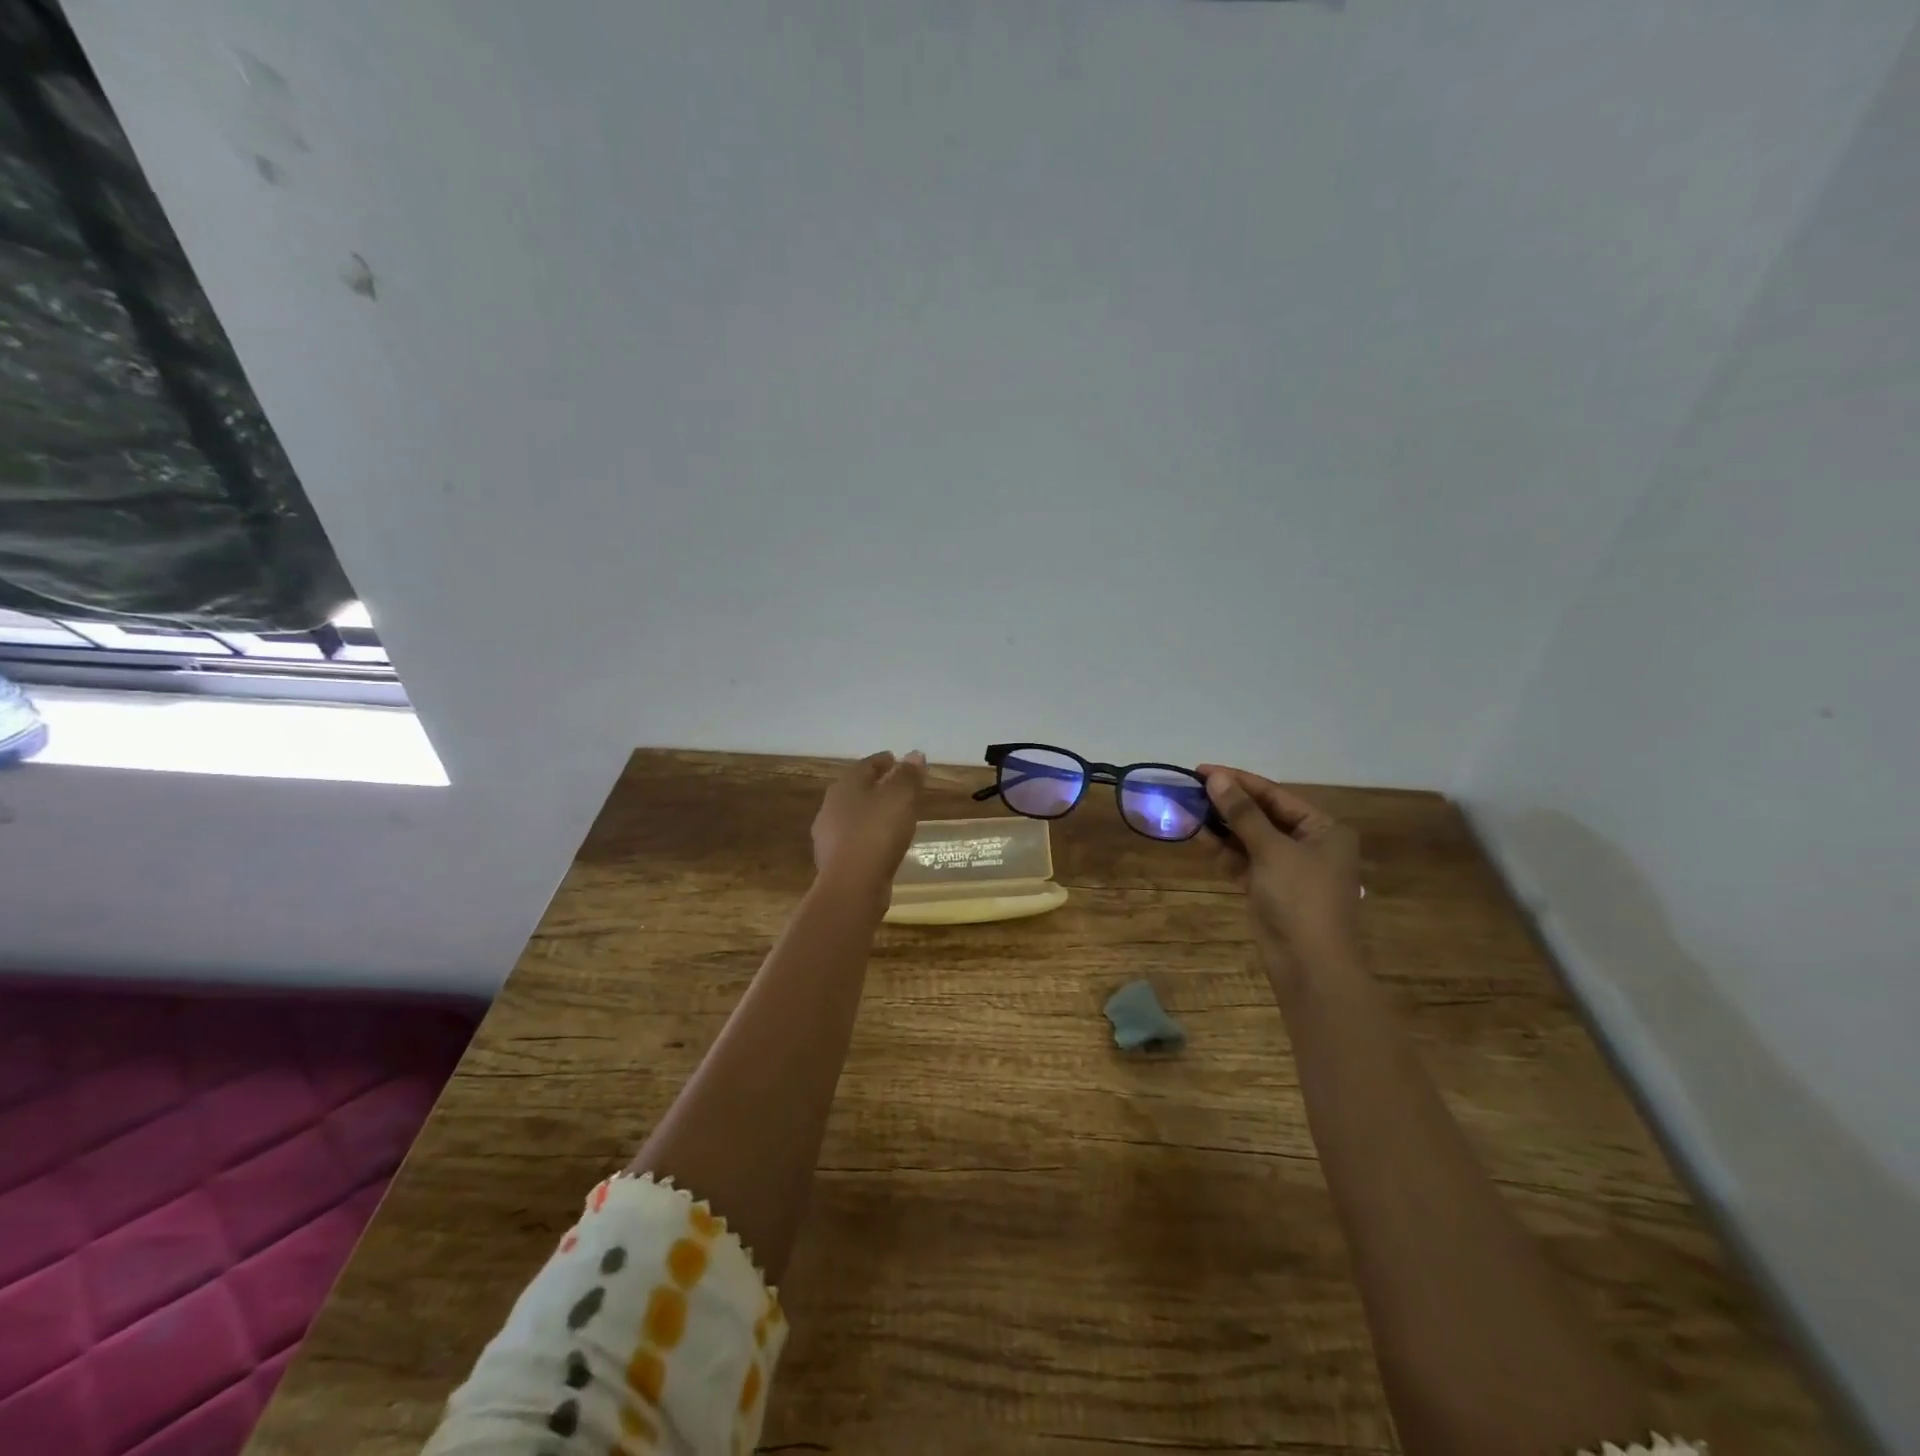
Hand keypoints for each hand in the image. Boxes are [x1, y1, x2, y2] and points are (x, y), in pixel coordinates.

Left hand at [812, 751, 927, 893]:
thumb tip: (915, 754)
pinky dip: (869, 837)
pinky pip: (855, 841)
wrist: (852, 885)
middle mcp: (831, 807)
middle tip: (898, 788)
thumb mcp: (900, 797)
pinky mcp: (834, 862)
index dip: (884, 761)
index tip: (898, 760)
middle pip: (857, 790)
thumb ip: (908, 775)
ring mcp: (829, 836)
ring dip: (871, 813)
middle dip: (876, 787)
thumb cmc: (877, 831)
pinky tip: (883, 844)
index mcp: (845, 786)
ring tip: (893, 817)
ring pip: (854, 816)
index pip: (866, 765)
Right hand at [1199, 765, 1362, 972]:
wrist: (1310, 966)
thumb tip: (1215, 777)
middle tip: (1189, 787)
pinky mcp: (1268, 888)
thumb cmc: (1301, 899)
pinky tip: (1196, 834)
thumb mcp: (1272, 850)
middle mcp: (1308, 844)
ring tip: (1186, 807)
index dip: (1238, 780)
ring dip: (1220, 825)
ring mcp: (1287, 867)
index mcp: (1323, 829)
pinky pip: (1242, 860)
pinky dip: (1222, 849)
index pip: (1275, 795)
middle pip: (1261, 814)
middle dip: (1226, 802)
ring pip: (1248, 837)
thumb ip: (1242, 813)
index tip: (1201, 769)